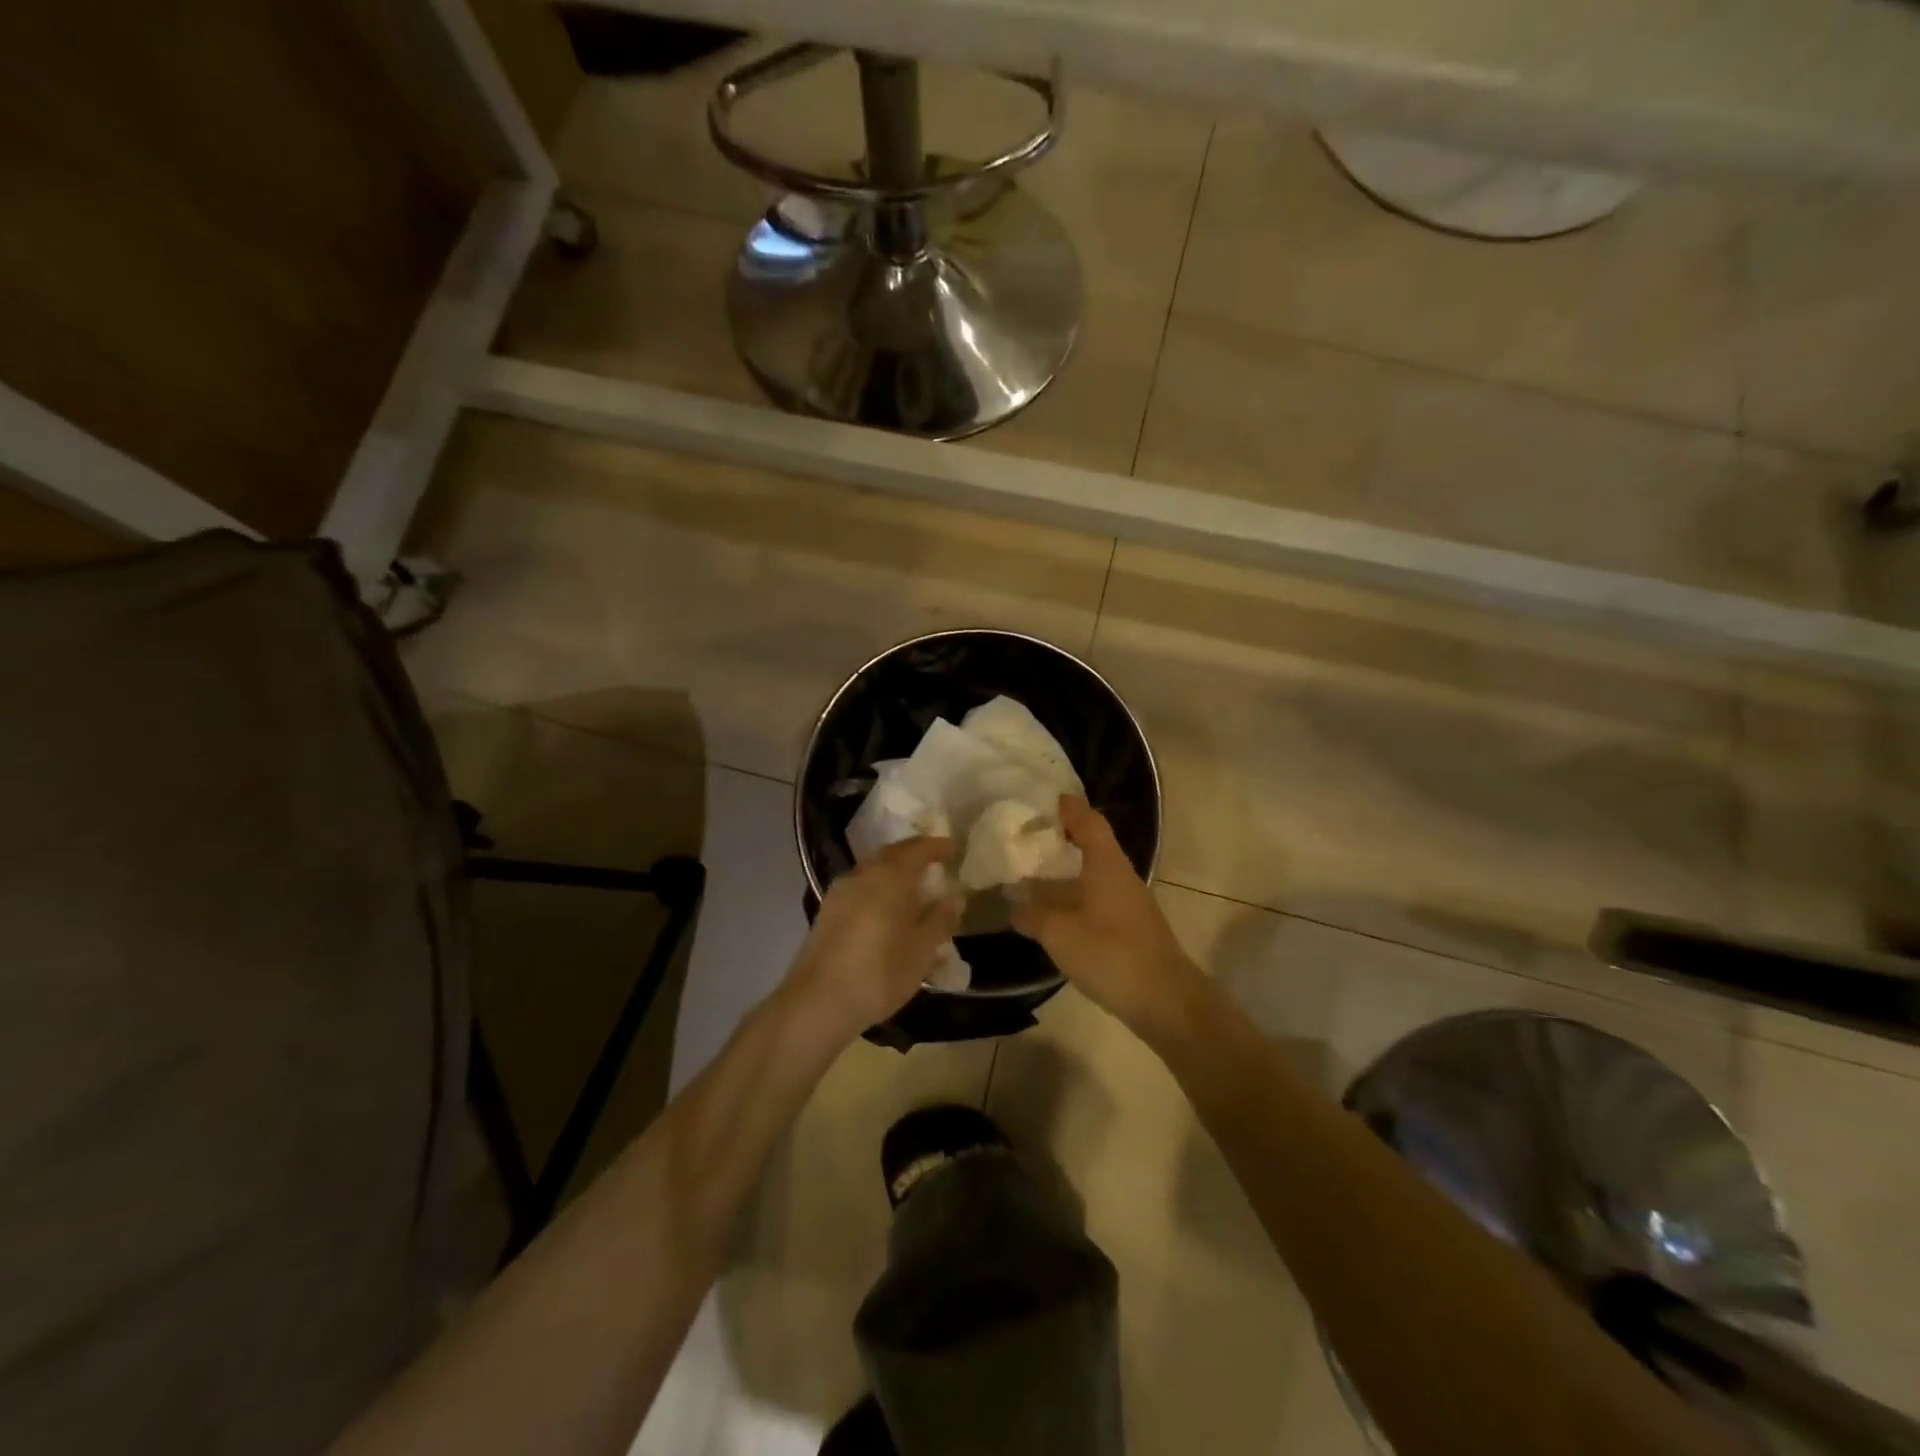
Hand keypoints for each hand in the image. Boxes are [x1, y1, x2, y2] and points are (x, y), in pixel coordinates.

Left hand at [788, 838, 961, 1038]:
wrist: (818, 1002)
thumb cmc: (879, 973)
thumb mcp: (922, 950)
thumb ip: (940, 920)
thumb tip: (955, 897)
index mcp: (889, 877)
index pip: (918, 849)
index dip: (937, 847)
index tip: (954, 848)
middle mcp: (863, 875)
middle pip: (892, 854)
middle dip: (914, 854)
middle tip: (935, 862)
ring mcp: (841, 892)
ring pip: (873, 870)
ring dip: (894, 871)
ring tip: (913, 887)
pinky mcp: (828, 912)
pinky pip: (861, 887)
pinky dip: (879, 888)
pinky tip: (886, 908)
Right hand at [1012, 796, 1204, 1038]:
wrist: (1165, 999)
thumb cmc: (1111, 953)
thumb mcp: (1060, 934)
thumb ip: (1034, 916)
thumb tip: (1014, 906)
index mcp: (1106, 864)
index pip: (1089, 822)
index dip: (1070, 808)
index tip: (1048, 800)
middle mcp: (1120, 876)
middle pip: (1092, 846)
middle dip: (1062, 840)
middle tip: (1028, 839)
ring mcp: (1129, 903)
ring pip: (1094, 875)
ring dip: (1066, 873)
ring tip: (1032, 876)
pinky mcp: (1130, 927)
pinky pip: (1097, 899)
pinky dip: (1075, 897)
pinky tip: (1054, 913)